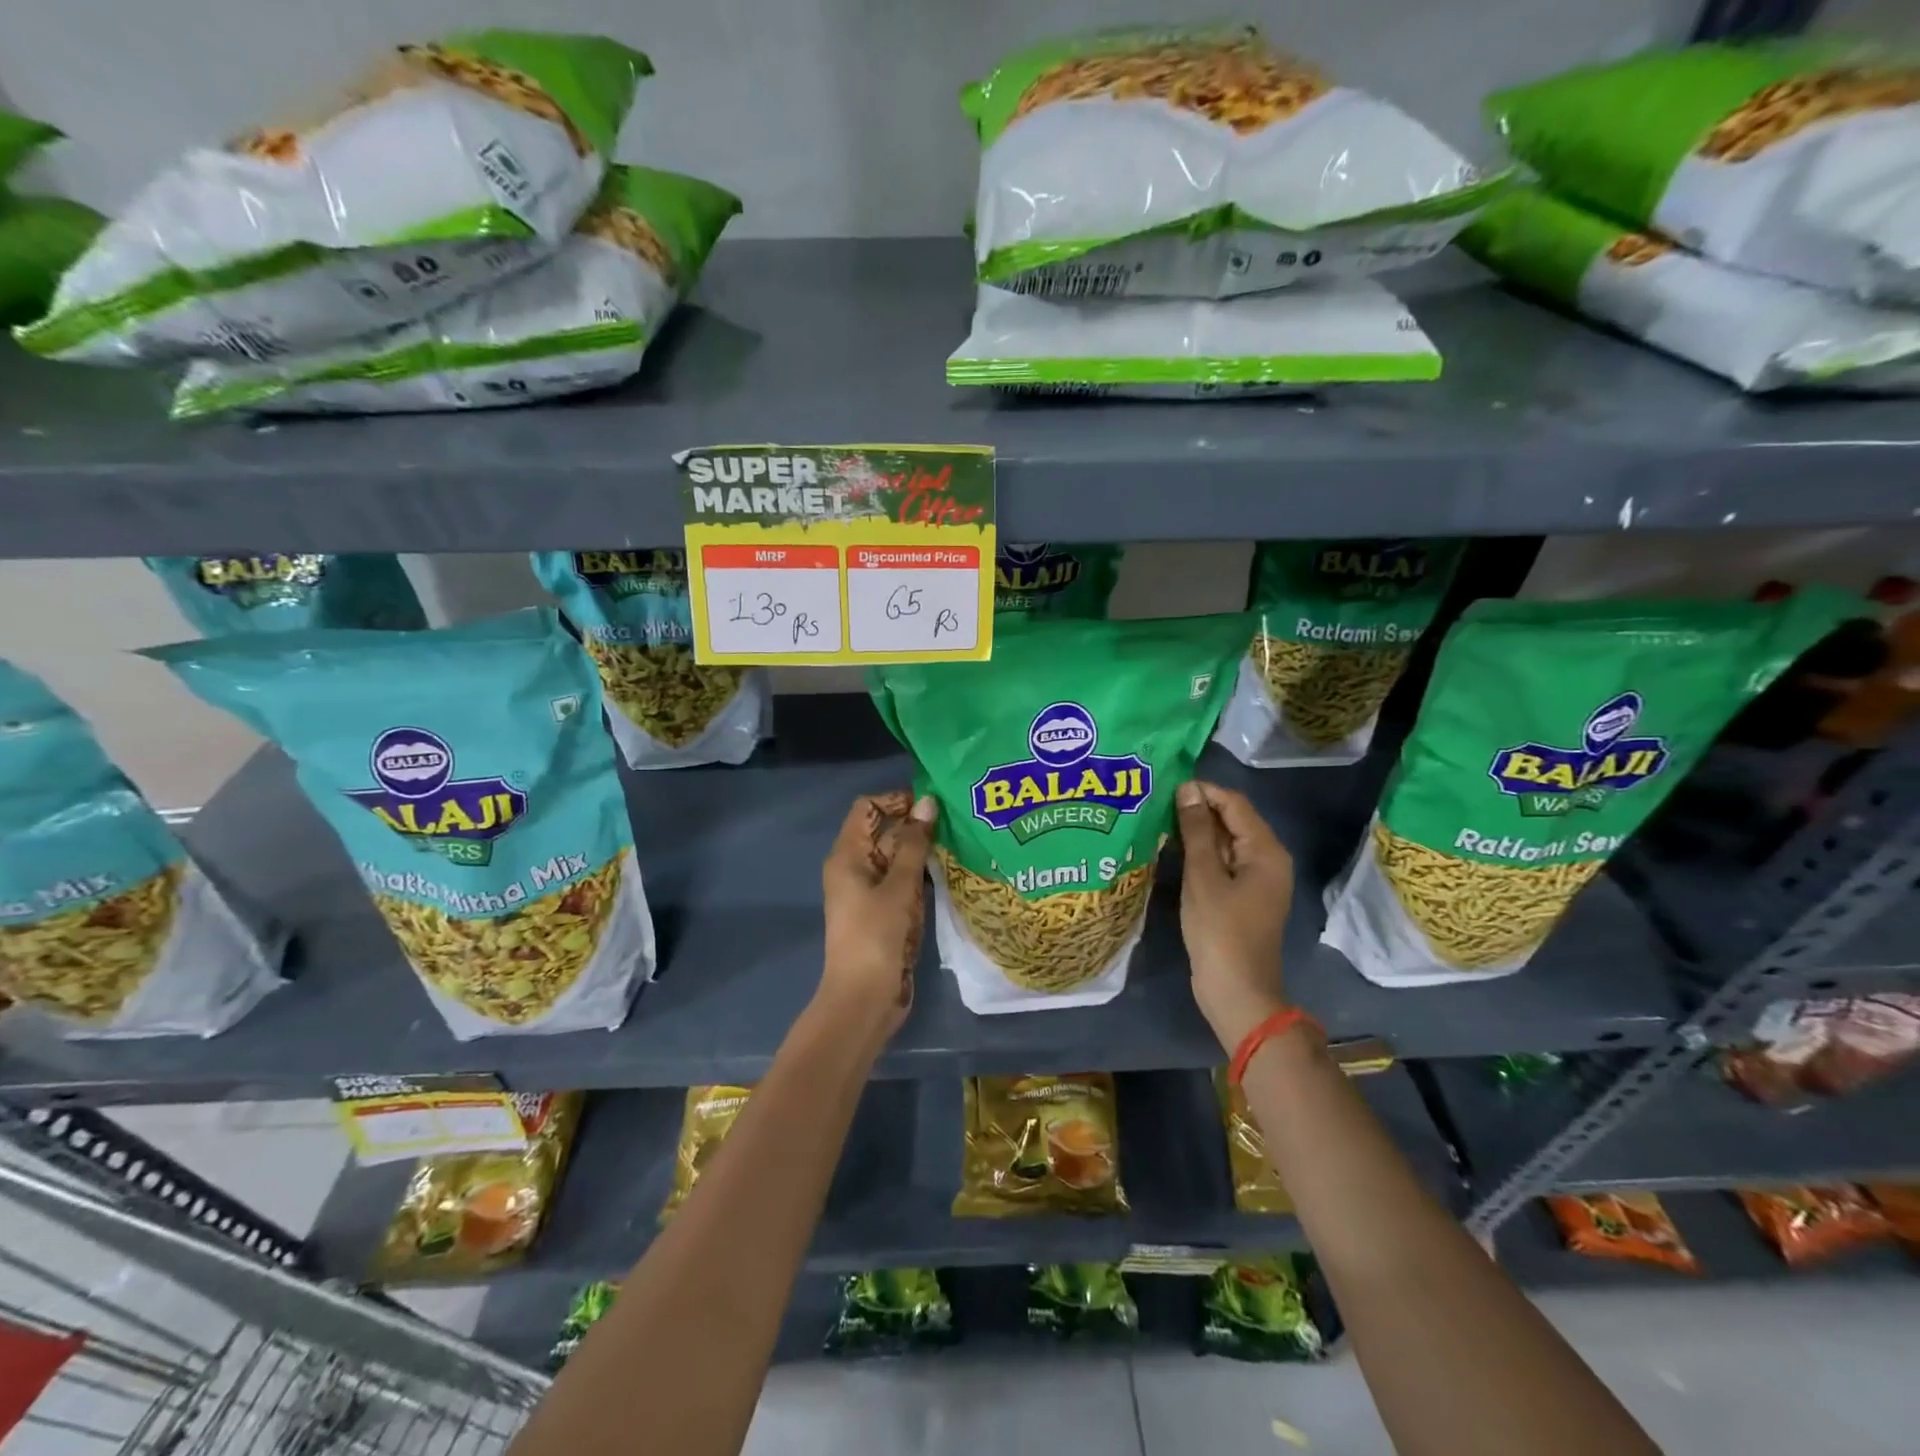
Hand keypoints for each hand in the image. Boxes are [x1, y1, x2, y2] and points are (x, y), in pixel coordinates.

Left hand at [819, 790, 936, 1042]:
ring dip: (923, 851)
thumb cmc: (877, 936)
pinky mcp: (884, 913)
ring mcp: (869, 892)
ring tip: (960, 843)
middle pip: (883, 832)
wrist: (864, 999)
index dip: (896, 800)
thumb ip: (914, 843)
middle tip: (956, 821)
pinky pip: (902, 883)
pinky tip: (950, 873)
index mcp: (847, 855)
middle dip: (916, 825)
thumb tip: (927, 802)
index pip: (867, 808)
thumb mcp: (899, 886)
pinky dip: (921, 876)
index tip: (931, 804)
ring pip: (896, 858)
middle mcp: (855, 868)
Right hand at [1175, 780, 1294, 1050]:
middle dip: (1198, 809)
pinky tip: (1173, 851)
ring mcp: (1256, 880)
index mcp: (1266, 851)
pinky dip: (1201, 854)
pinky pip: (1223, 863)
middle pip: (1233, 820)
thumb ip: (1196, 831)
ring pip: (1226, 842)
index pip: (1234, 803)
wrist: (1237, 992)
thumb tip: (1188, 790)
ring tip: (1159, 821)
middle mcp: (1268, 860)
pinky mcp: (1243, 897)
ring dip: (1197, 832)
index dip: (1203, 791)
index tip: (1166, 787)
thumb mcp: (1203, 877)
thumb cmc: (1220, 932)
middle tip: (1157, 803)